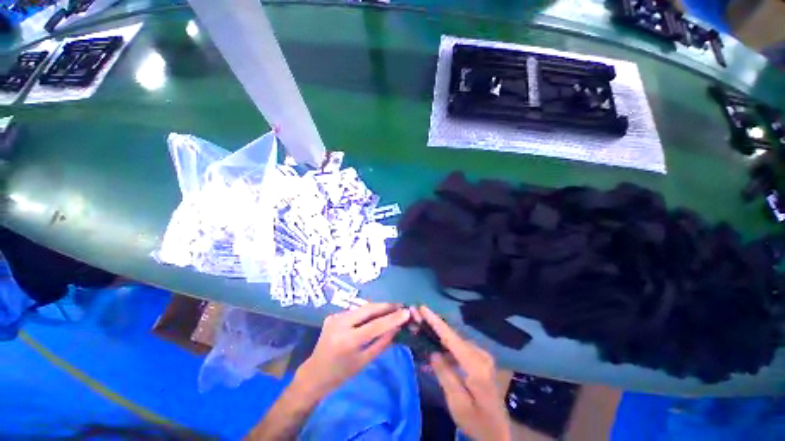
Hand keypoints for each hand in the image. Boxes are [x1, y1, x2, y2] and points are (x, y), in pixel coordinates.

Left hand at [296, 303, 410, 398]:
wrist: (314, 373)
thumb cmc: (341, 374)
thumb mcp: (364, 361)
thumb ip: (382, 343)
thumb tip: (397, 327)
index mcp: (348, 340)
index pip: (375, 325)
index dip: (393, 317)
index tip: (406, 312)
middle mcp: (340, 323)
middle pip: (368, 309)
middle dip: (386, 306)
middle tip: (400, 305)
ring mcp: (335, 317)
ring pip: (362, 308)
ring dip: (378, 307)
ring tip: (392, 308)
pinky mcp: (333, 315)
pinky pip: (355, 311)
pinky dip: (367, 312)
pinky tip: (375, 314)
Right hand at [419, 305, 511, 440]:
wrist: (498, 433)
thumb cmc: (477, 422)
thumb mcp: (457, 403)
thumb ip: (445, 375)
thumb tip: (433, 352)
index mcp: (476, 366)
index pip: (451, 338)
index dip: (435, 321)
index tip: (422, 307)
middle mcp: (481, 355)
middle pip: (453, 336)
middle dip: (434, 326)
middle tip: (417, 317)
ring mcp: (483, 356)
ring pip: (456, 341)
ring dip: (439, 336)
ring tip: (423, 331)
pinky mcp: (481, 360)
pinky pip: (460, 348)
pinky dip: (447, 347)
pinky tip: (437, 351)